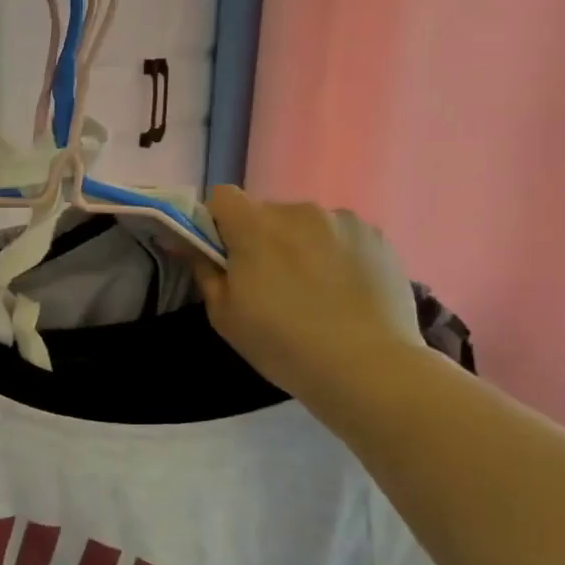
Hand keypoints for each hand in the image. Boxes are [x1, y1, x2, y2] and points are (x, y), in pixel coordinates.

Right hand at [192, 187, 424, 405]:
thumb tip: (188, 242)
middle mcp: (298, 210)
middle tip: (268, 282)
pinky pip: (340, 236)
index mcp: (254, 226)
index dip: (216, 222)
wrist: (367, 367)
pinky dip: (334, 254)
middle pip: (265, 212)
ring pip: (305, 224)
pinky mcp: (376, 236)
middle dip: (260, 238)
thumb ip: (204, 269)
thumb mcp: (224, 315)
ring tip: (313, 289)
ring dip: (299, 244)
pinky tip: (343, 291)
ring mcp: (342, 220)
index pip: (221, 197)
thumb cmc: (282, 343)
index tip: (223, 255)